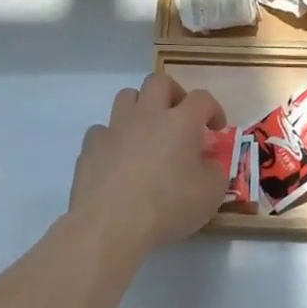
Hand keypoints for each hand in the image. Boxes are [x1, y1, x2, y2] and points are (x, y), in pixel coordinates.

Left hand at [69, 72, 230, 256]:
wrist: (110, 226)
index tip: (216, 128)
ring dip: (140, 107)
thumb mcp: (210, 196)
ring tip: (147, 131)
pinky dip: (113, 138)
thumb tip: (209, 164)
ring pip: (126, 97)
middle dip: (173, 92)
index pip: (202, 98)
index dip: (212, 109)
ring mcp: (115, 128)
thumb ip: (216, 173)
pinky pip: (102, 130)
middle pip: (158, 81)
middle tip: (180, 115)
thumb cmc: (168, 207)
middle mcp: (147, 115)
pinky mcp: (90, 146)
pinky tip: (118, 158)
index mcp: (180, 122)